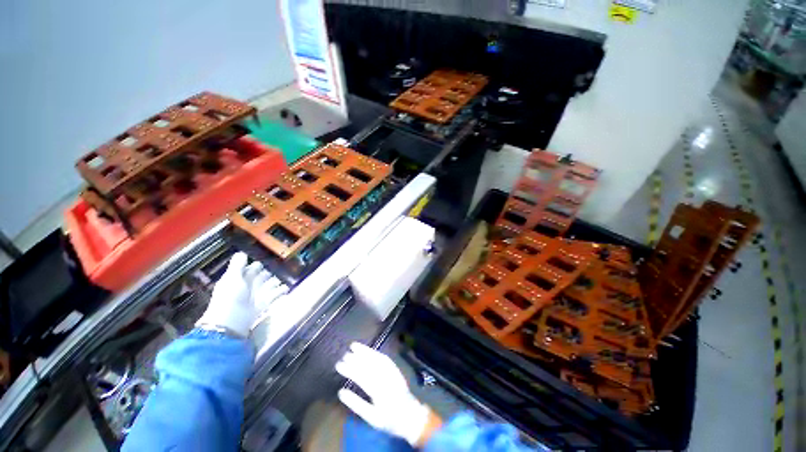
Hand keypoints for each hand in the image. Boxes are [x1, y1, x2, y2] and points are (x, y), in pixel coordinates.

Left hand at [196, 252, 284, 337]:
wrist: (231, 322)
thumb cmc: (230, 297)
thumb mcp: (232, 278)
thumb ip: (237, 265)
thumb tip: (242, 253)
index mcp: (239, 278)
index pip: (251, 269)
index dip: (257, 265)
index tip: (265, 261)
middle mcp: (249, 286)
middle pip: (261, 276)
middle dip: (267, 273)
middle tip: (277, 268)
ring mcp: (257, 295)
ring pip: (269, 285)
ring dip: (275, 282)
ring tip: (283, 278)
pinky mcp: (264, 304)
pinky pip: (274, 295)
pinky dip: (280, 291)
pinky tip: (285, 288)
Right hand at [335, 342, 435, 445]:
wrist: (409, 415)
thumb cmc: (388, 419)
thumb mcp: (371, 417)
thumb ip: (356, 404)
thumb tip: (341, 392)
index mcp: (379, 392)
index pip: (361, 377)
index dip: (350, 370)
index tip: (339, 365)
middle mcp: (386, 379)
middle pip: (369, 366)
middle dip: (356, 359)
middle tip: (344, 355)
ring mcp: (392, 372)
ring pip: (377, 358)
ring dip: (365, 351)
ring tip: (354, 346)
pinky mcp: (395, 369)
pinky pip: (385, 358)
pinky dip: (375, 353)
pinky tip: (368, 350)